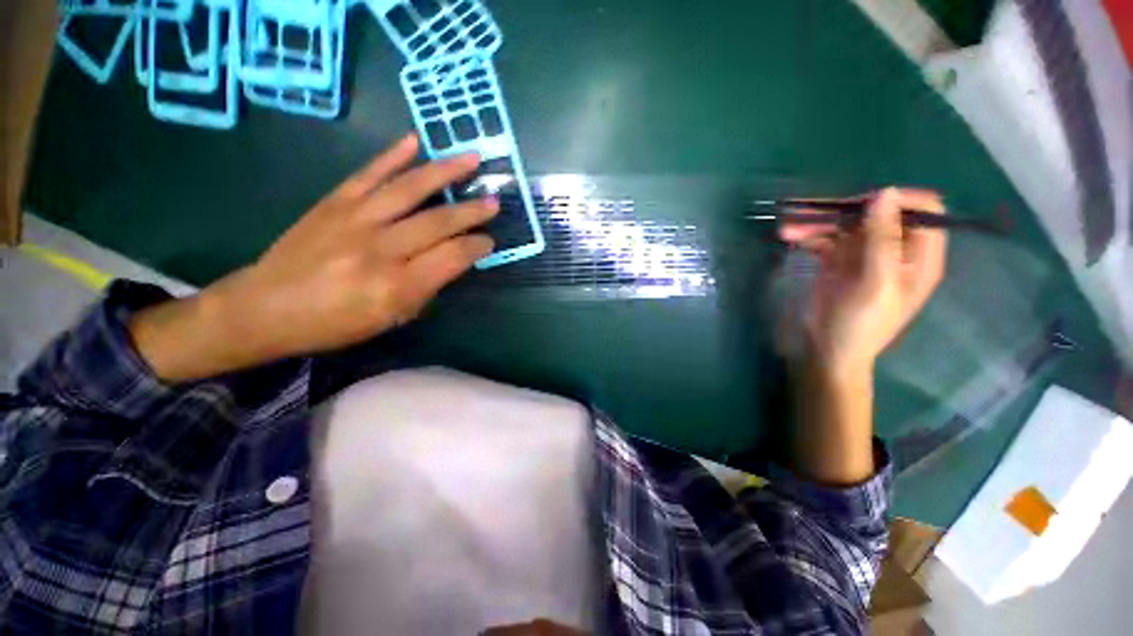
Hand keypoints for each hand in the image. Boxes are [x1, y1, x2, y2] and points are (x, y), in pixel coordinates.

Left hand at [131, 134, 498, 381]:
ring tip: (472, 158)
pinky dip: (393, 155)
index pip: (452, 257)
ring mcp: (355, 220)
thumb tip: (451, 261)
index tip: (489, 241)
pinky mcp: (334, 202)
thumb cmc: (335, 323)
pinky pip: (368, 173)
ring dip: (445, 172)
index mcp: (397, 286)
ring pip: (410, 190)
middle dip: (472, 211)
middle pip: (438, 222)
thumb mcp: (391, 319)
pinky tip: (415, 141)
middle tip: (494, 201)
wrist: (265, 307)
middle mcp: (380, 249)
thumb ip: (426, 288)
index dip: (477, 246)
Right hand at [780, 188, 947, 374]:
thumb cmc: (860, 325)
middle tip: (814, 212)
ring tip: (787, 227)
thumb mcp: (875, 284)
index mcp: (918, 257)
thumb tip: (886, 193)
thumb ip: (883, 240)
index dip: (898, 202)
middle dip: (847, 210)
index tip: (864, 204)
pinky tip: (789, 237)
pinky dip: (808, 235)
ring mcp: (863, 255)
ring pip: (847, 224)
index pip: (924, 212)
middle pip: (879, 213)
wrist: (827, 352)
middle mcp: (894, 251)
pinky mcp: (837, 261)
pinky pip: (825, 239)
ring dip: (818, 222)